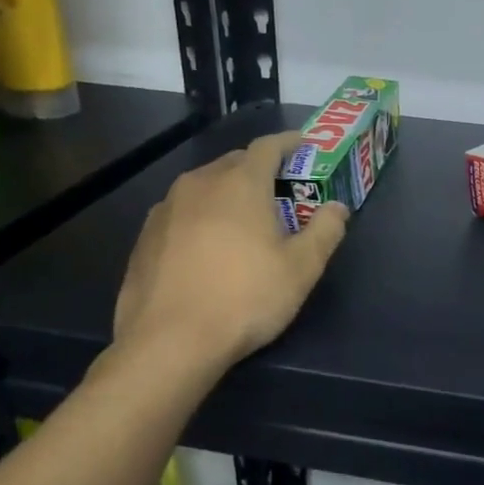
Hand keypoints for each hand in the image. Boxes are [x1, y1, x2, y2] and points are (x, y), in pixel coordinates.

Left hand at [110, 130, 348, 373]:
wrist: (169, 342)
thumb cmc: (245, 298)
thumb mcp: (301, 268)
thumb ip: (325, 231)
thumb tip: (338, 208)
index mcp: (240, 183)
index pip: (268, 146)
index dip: (290, 143)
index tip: (305, 145)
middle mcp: (199, 184)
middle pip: (235, 163)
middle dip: (260, 169)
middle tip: (281, 191)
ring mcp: (166, 209)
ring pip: (204, 187)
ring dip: (228, 193)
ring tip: (244, 221)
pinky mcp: (145, 237)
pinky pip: (182, 213)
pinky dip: (202, 217)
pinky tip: (208, 248)